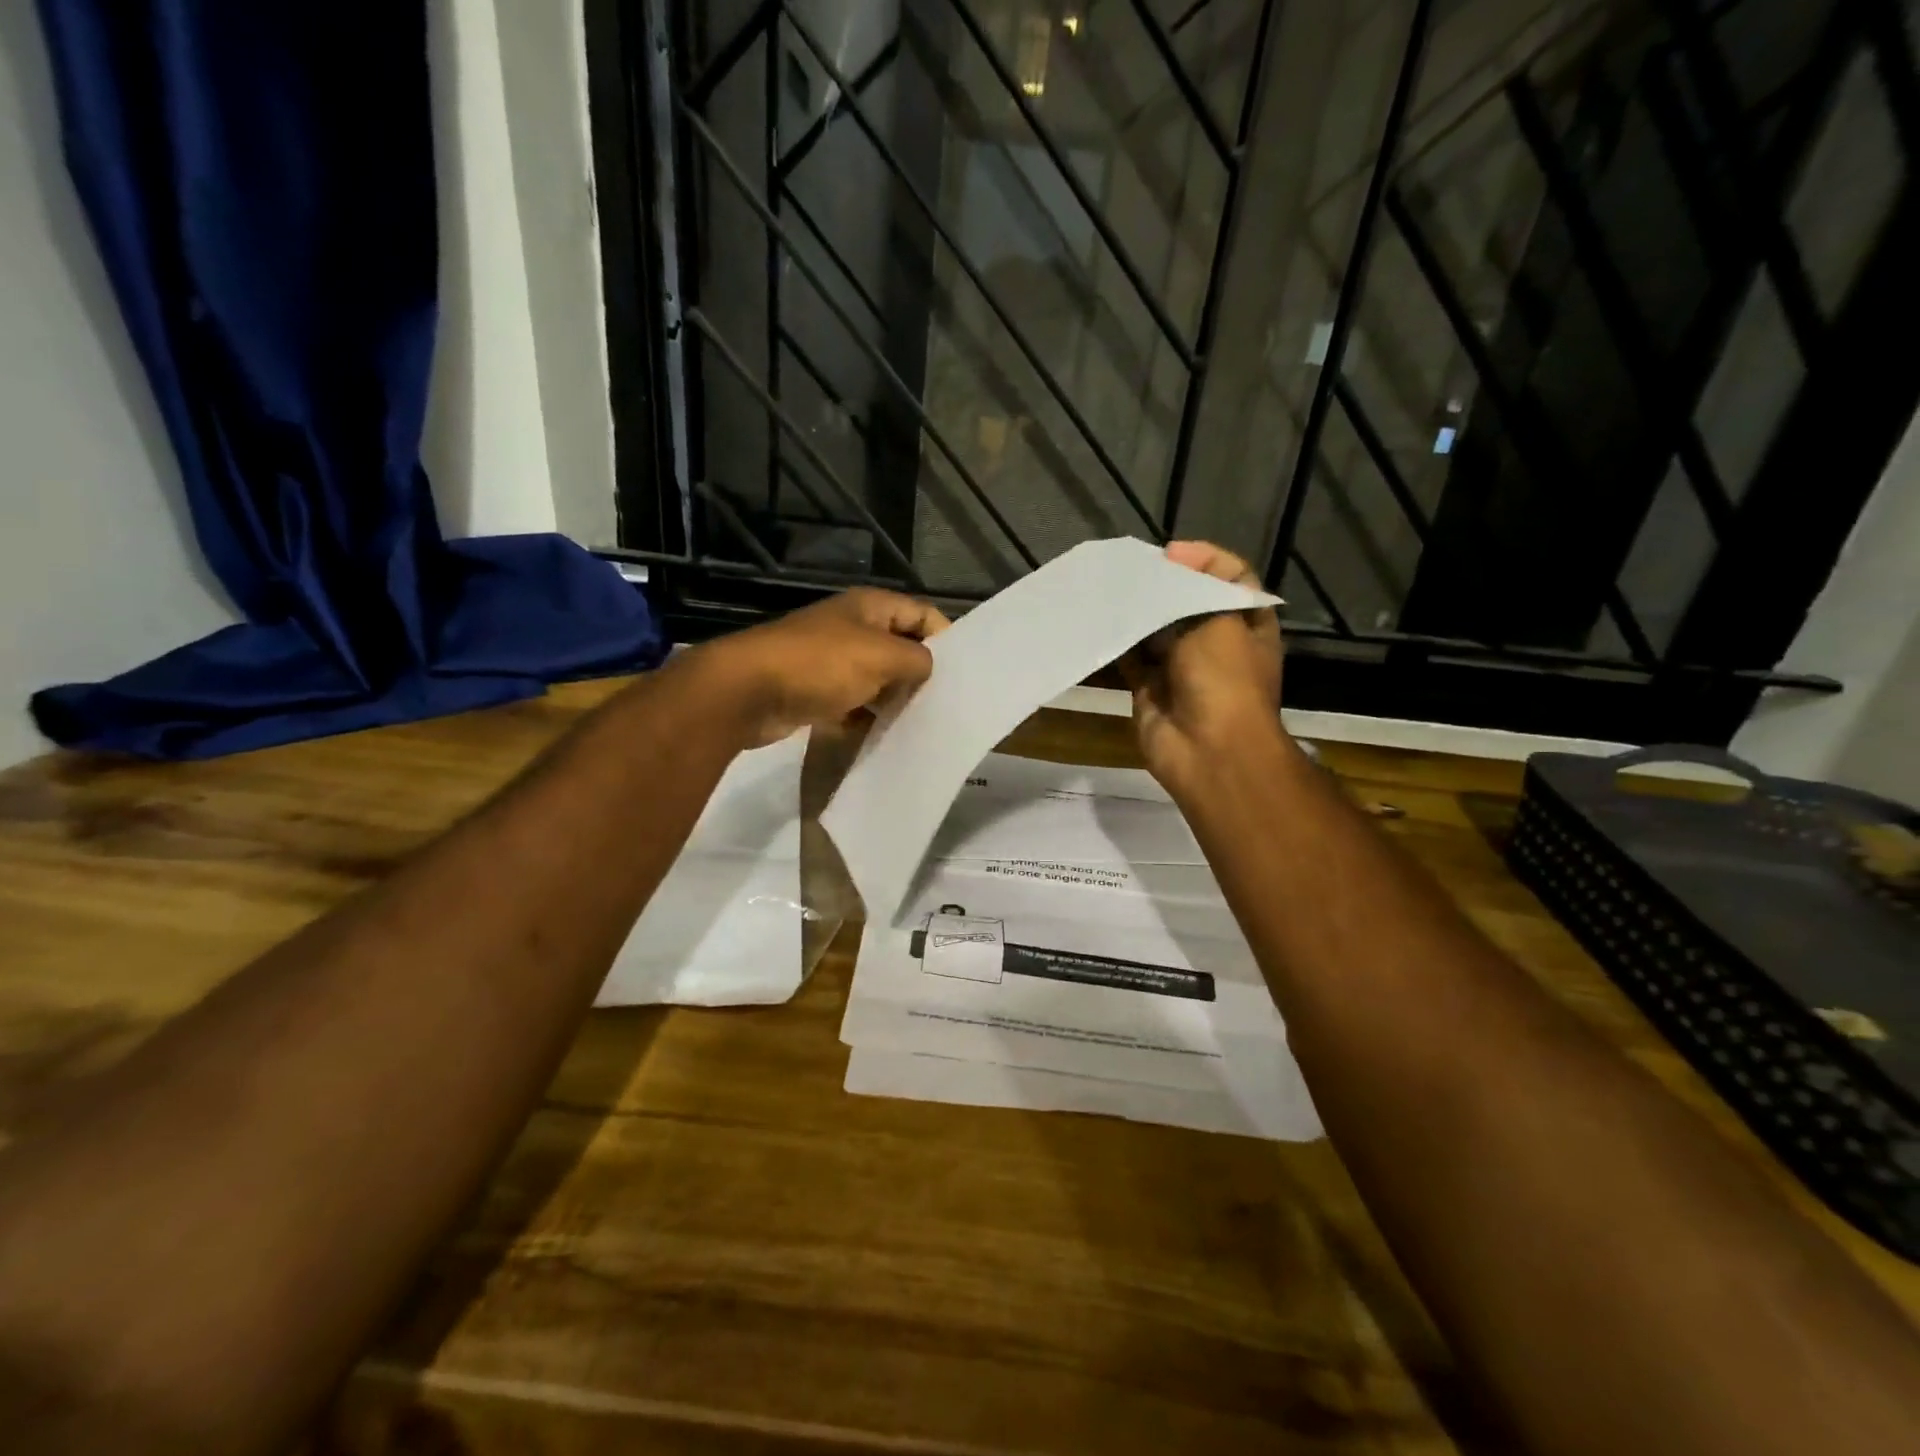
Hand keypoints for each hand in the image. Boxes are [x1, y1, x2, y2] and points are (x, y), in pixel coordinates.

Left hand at [692, 588, 950, 747]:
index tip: (961, 673)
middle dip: (920, 674)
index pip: (921, 613)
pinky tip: (881, 738)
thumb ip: (917, 660)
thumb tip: (927, 668)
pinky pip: (851, 704)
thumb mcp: (882, 656)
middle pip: (899, 647)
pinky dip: (865, 719)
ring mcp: (830, 661)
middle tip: (943, 705)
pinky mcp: (815, 692)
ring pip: (876, 679)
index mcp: (870, 607)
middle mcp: (851, 628)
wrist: (748, 692)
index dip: (944, 637)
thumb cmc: (821, 664)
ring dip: (893, 700)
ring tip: (919, 726)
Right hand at [1119, 541, 1285, 795]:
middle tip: (1132, 568)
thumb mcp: (1219, 621)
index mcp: (1245, 624)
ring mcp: (1180, 668)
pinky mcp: (1149, 690)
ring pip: (1155, 630)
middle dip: (1163, 585)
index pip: (1229, 577)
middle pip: (1187, 602)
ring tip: (1110, 587)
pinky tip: (1100, 620)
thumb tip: (1164, 572)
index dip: (1205, 560)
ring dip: (1136, 612)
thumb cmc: (1225, 679)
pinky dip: (1117, 642)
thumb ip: (1191, 592)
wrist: (1209, 751)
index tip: (1172, 553)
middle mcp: (1215, 643)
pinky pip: (1130, 659)